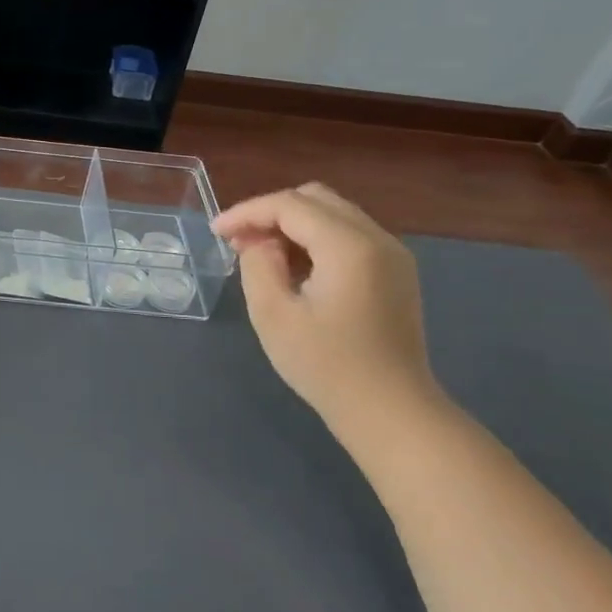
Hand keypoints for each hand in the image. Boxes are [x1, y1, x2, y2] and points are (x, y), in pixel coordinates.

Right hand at [212, 183, 444, 435]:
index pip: (290, 205)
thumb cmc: (326, 366)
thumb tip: (261, 243)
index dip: (247, 212)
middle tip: (238, 240)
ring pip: (333, 214)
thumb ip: (258, 264)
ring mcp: (392, 255)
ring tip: (260, 253)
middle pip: (315, 199)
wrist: (391, 412)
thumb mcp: (273, 314)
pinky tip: (294, 267)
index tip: (216, 232)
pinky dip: (315, 239)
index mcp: (349, 246)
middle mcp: (377, 239)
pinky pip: (349, 235)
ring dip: (293, 224)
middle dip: (270, 212)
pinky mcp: (395, 273)